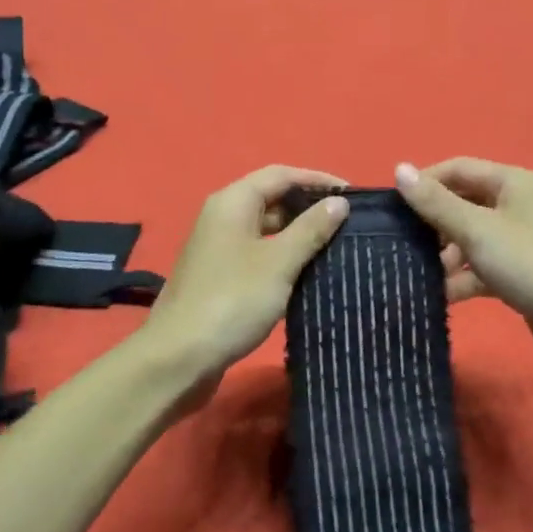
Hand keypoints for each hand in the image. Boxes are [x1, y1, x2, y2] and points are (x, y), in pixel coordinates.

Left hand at [141, 166, 349, 408]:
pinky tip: (308, 272)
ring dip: (298, 234)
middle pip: (272, 198)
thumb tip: (340, 201)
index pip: (281, 175)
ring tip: (337, 246)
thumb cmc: (232, 300)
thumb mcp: (279, 262)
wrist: (179, 357)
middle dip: (310, 207)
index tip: (353, 195)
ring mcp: (219, 247)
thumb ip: (311, 229)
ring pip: (266, 228)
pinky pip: (258, 252)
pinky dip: (283, 256)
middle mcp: (222, 216)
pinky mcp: (220, 275)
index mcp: (233, 201)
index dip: (318, 179)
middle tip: (349, 223)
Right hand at [394, 158, 532, 382]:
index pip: (458, 169)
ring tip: (416, 273)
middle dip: (432, 223)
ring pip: (470, 238)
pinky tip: (440, 296)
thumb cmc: (530, 265)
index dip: (424, 184)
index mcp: (513, 182)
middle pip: (463, 203)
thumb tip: (400, 169)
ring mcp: (521, 240)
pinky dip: (462, 278)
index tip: (392, 209)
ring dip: (444, 254)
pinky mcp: (521, 272)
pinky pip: (482, 266)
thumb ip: (436, 203)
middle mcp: (518, 204)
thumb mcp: (477, 231)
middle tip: (401, 244)